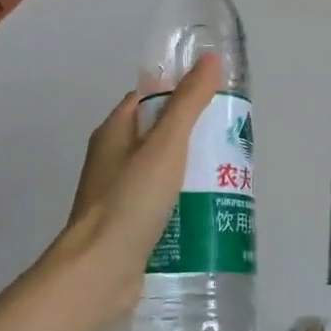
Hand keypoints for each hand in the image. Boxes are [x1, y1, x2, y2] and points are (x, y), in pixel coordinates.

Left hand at [41, 54, 222, 323]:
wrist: (99, 273)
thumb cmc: (130, 201)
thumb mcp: (165, 145)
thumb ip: (188, 103)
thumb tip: (210, 58)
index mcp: (114, 132)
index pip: (149, 99)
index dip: (180, 94)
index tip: (216, 101)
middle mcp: (113, 160)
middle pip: (159, 137)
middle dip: (194, 138)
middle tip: (231, 144)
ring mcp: (120, 196)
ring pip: (163, 174)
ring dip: (192, 175)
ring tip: (230, 180)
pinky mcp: (130, 228)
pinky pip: (162, 207)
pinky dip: (184, 206)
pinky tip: (211, 214)